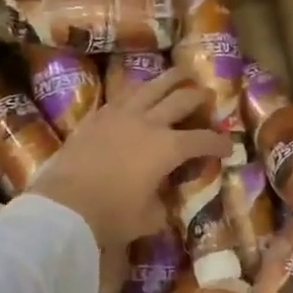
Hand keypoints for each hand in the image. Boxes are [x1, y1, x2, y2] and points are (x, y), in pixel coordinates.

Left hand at [29, 64, 230, 253]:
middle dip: (199, 97)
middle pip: (181, 100)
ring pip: (151, 86)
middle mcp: (148, 123)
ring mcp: (120, 115)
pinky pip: (123, 96)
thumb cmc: (110, 215)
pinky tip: (139, 92)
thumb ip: (162, 205)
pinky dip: (138, 91)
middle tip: (208, 96)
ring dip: (170, 78)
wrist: (62, 205)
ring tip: (180, 74)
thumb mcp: (148, 219)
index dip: (220, 142)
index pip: (203, 140)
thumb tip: (163, 198)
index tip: (229, 146)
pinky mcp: (96, 116)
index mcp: (167, 148)